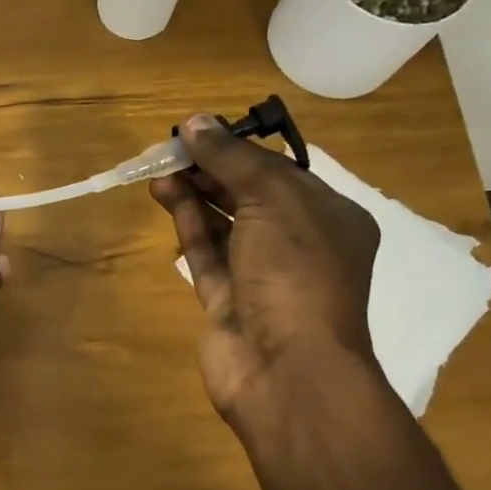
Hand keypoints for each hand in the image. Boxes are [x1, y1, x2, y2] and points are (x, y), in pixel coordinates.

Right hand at [149, 115, 379, 436]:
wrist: (286, 367)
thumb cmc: (296, 271)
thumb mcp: (273, 199)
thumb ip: (233, 159)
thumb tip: (195, 121)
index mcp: (330, 218)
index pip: (281, 172)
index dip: (238, 148)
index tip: (199, 131)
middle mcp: (299, 244)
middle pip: (250, 195)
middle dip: (212, 170)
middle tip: (171, 148)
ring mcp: (261, 275)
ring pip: (224, 223)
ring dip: (195, 193)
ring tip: (160, 169)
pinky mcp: (227, 300)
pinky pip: (207, 253)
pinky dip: (188, 223)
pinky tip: (165, 195)